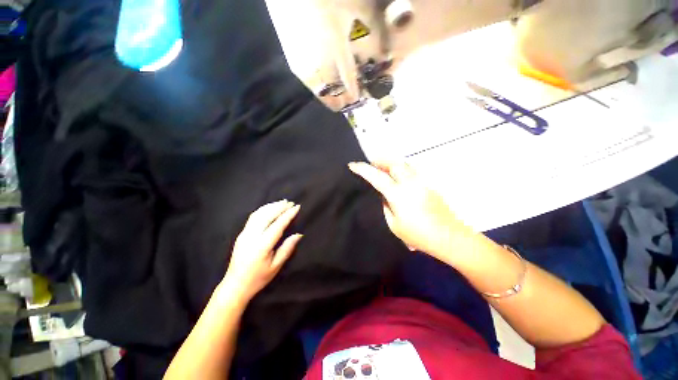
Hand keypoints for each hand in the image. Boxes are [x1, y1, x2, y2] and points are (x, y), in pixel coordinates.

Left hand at [221, 200, 302, 302]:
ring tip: (282, 202)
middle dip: (280, 207)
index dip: (288, 214)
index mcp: (262, 245)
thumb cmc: (258, 278)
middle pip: (267, 216)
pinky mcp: (241, 234)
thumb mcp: (276, 266)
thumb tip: (298, 234)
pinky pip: (253, 217)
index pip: (277, 225)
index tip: (297, 207)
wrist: (235, 285)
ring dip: (271, 206)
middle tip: (291, 202)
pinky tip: (269, 208)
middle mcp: (252, 236)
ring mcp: (244, 234)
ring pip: (259, 214)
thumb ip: (287, 248)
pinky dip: (263, 210)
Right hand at [348, 161, 472, 259]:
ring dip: (392, 162)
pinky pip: (412, 171)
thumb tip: (384, 195)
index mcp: (398, 195)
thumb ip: (386, 207)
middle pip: (394, 163)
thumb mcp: (394, 225)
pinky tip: (399, 174)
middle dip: (380, 160)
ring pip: (405, 164)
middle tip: (371, 161)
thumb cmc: (419, 235)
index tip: (353, 165)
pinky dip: (402, 168)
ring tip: (383, 165)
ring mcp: (422, 183)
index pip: (377, 177)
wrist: (449, 237)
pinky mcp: (429, 185)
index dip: (363, 169)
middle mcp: (410, 184)